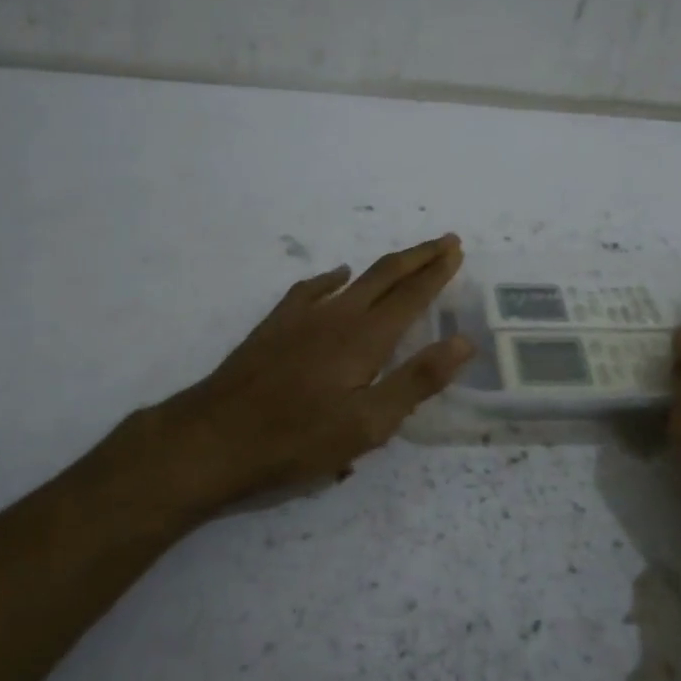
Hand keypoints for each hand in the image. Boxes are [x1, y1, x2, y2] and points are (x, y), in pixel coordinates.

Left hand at [107, 235, 473, 520]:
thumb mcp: (368, 424)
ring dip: (385, 267)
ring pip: (353, 278)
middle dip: (418, 257)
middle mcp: (338, 315)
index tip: (456, 250)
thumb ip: (417, 381)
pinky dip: (332, 277)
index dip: (437, 272)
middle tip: (445, 242)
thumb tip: (464, 342)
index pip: (411, 296)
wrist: (215, 437)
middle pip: (385, 275)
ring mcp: (302, 316)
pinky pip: (311, 288)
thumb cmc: (298, 439)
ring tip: (404, 260)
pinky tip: (338, 276)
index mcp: (365, 338)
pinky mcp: (276, 325)